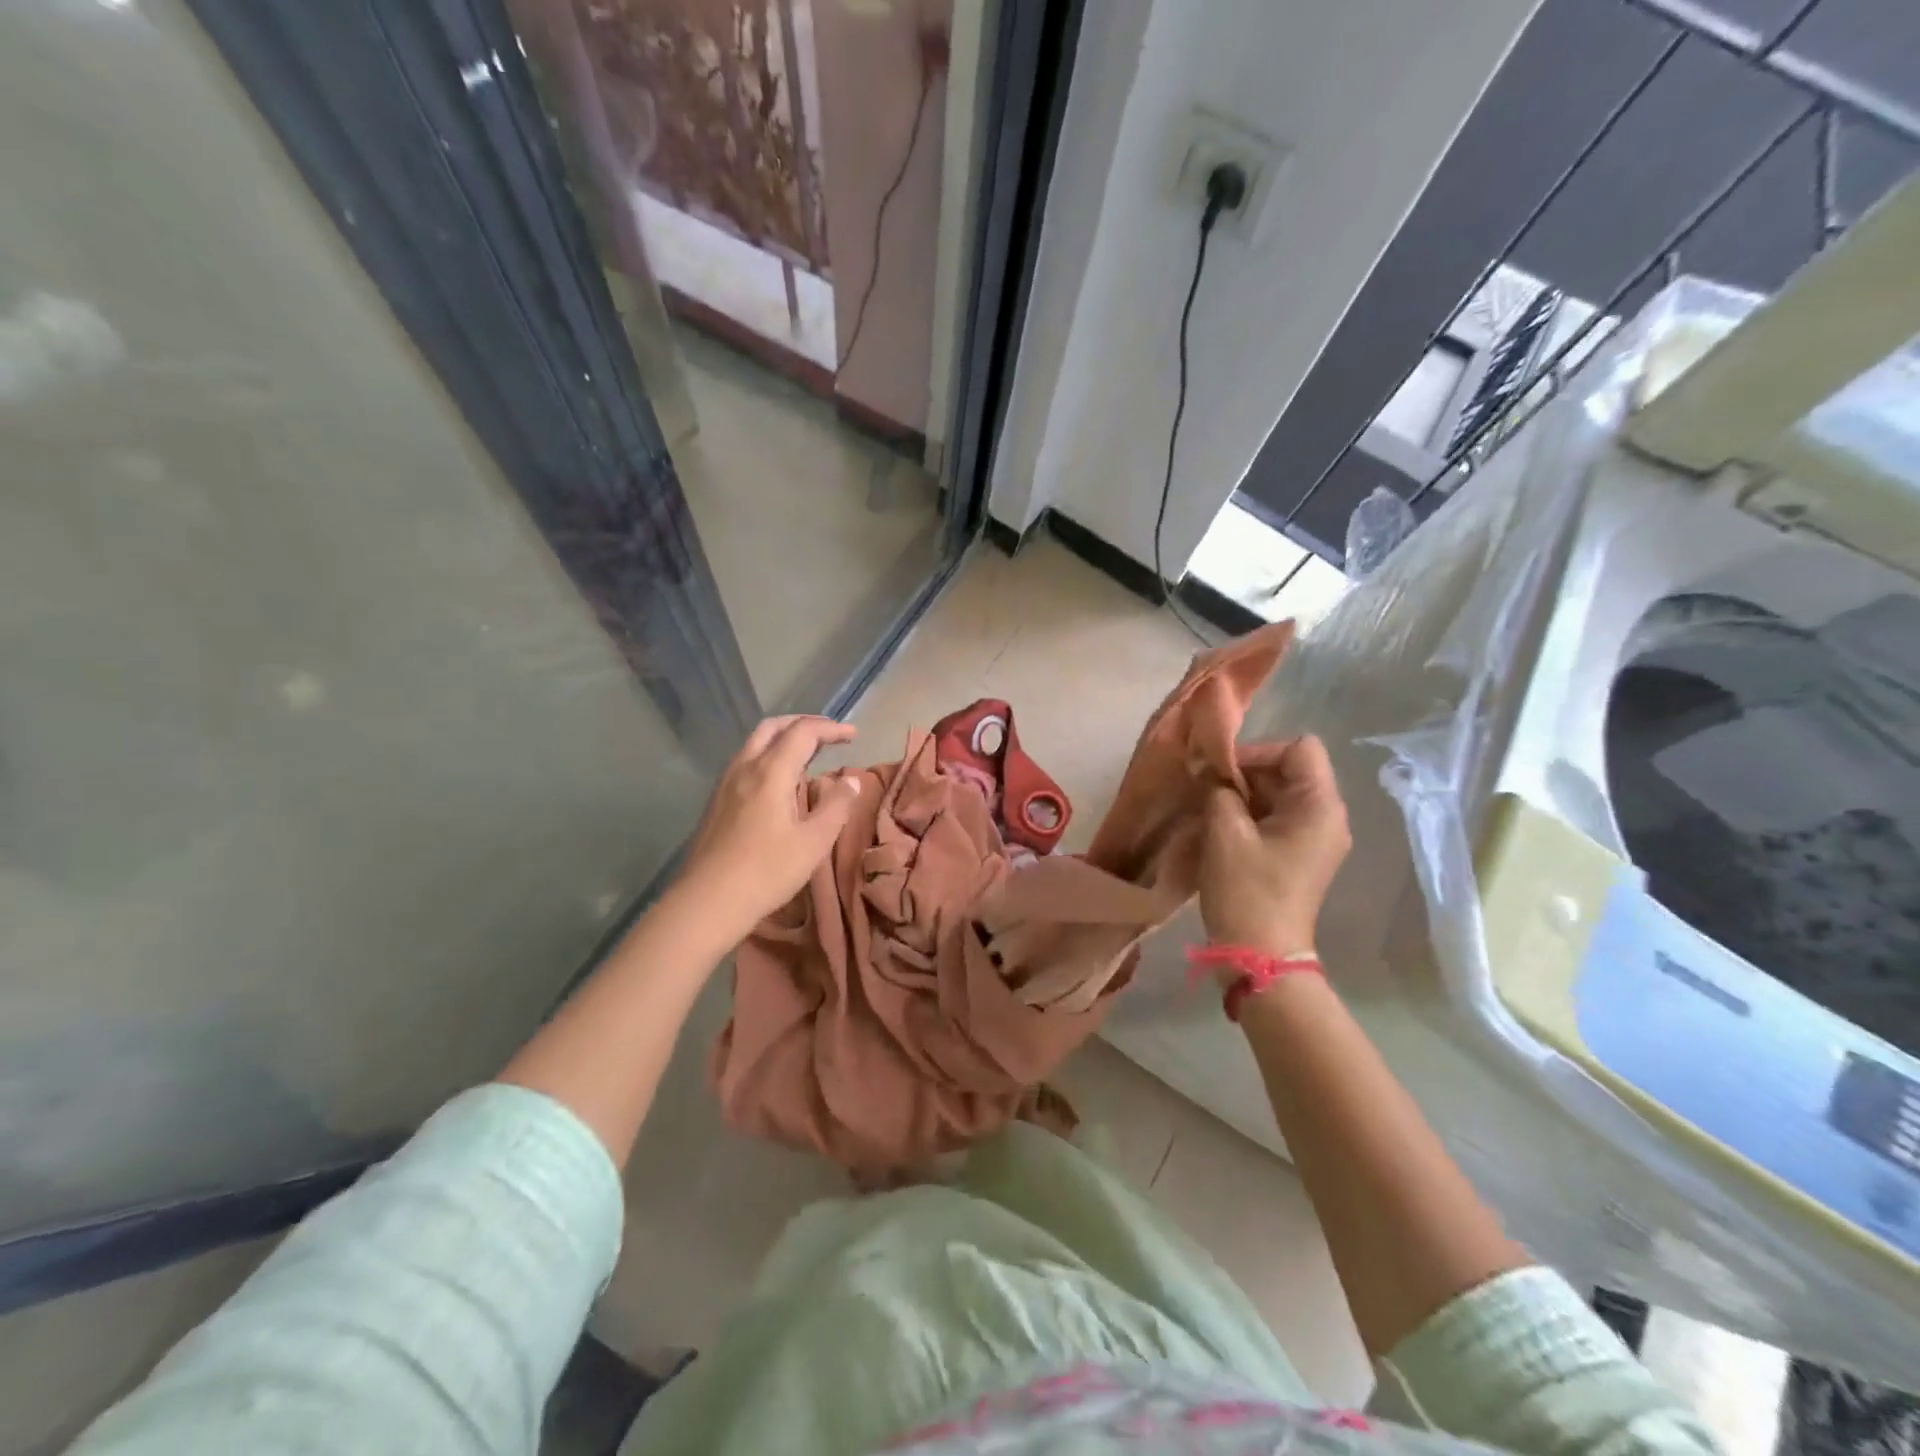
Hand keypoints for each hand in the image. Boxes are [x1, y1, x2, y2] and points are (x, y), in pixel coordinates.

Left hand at [675, 715, 861, 945]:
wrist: (707, 902)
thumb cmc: (767, 872)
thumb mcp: (814, 842)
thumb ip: (836, 806)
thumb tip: (851, 781)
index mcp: (772, 771)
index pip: (804, 731)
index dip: (831, 728)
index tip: (853, 735)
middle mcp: (745, 767)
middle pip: (773, 727)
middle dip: (803, 724)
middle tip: (829, 736)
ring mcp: (726, 784)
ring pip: (755, 744)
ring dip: (783, 739)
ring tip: (808, 757)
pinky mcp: (716, 801)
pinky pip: (745, 762)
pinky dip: (768, 757)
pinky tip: (779, 783)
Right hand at [1199, 735, 1351, 954]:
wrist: (1261, 955)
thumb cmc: (1246, 890)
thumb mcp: (1224, 831)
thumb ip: (1218, 789)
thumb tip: (1214, 773)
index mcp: (1320, 805)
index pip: (1298, 748)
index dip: (1258, 751)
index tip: (1221, 772)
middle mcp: (1328, 816)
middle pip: (1290, 769)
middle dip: (1247, 774)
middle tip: (1208, 789)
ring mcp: (1317, 838)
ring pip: (1281, 794)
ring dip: (1245, 795)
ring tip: (1210, 808)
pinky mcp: (1302, 855)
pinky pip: (1278, 817)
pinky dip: (1251, 815)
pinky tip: (1222, 829)